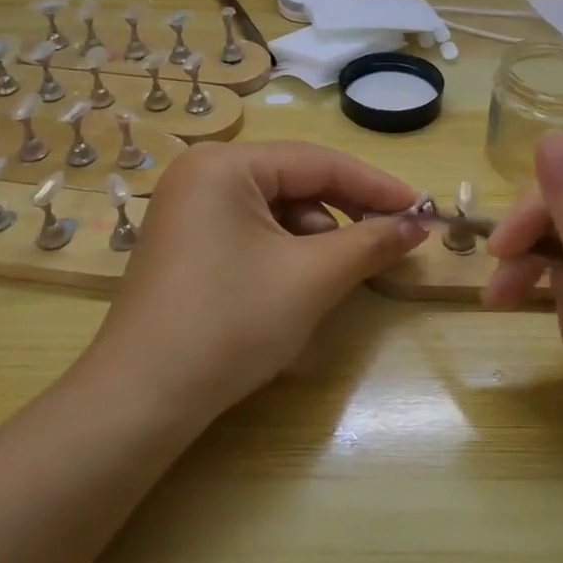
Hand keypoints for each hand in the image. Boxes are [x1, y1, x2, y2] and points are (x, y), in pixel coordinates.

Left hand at [81, 141, 427, 420]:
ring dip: (316, 237)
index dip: (376, 185)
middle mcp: (201, 172)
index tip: (422, 209)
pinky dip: (284, 251)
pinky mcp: (184, 242)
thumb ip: (370, 243)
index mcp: (225, 164)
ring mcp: (187, 208)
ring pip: (275, 209)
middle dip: (345, 214)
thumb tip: (419, 225)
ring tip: (336, 276)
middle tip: (392, 241)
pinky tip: (298, 283)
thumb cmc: (231, 322)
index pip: (318, 162)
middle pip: (295, 182)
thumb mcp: (311, 278)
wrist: (141, 399)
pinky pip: (250, 230)